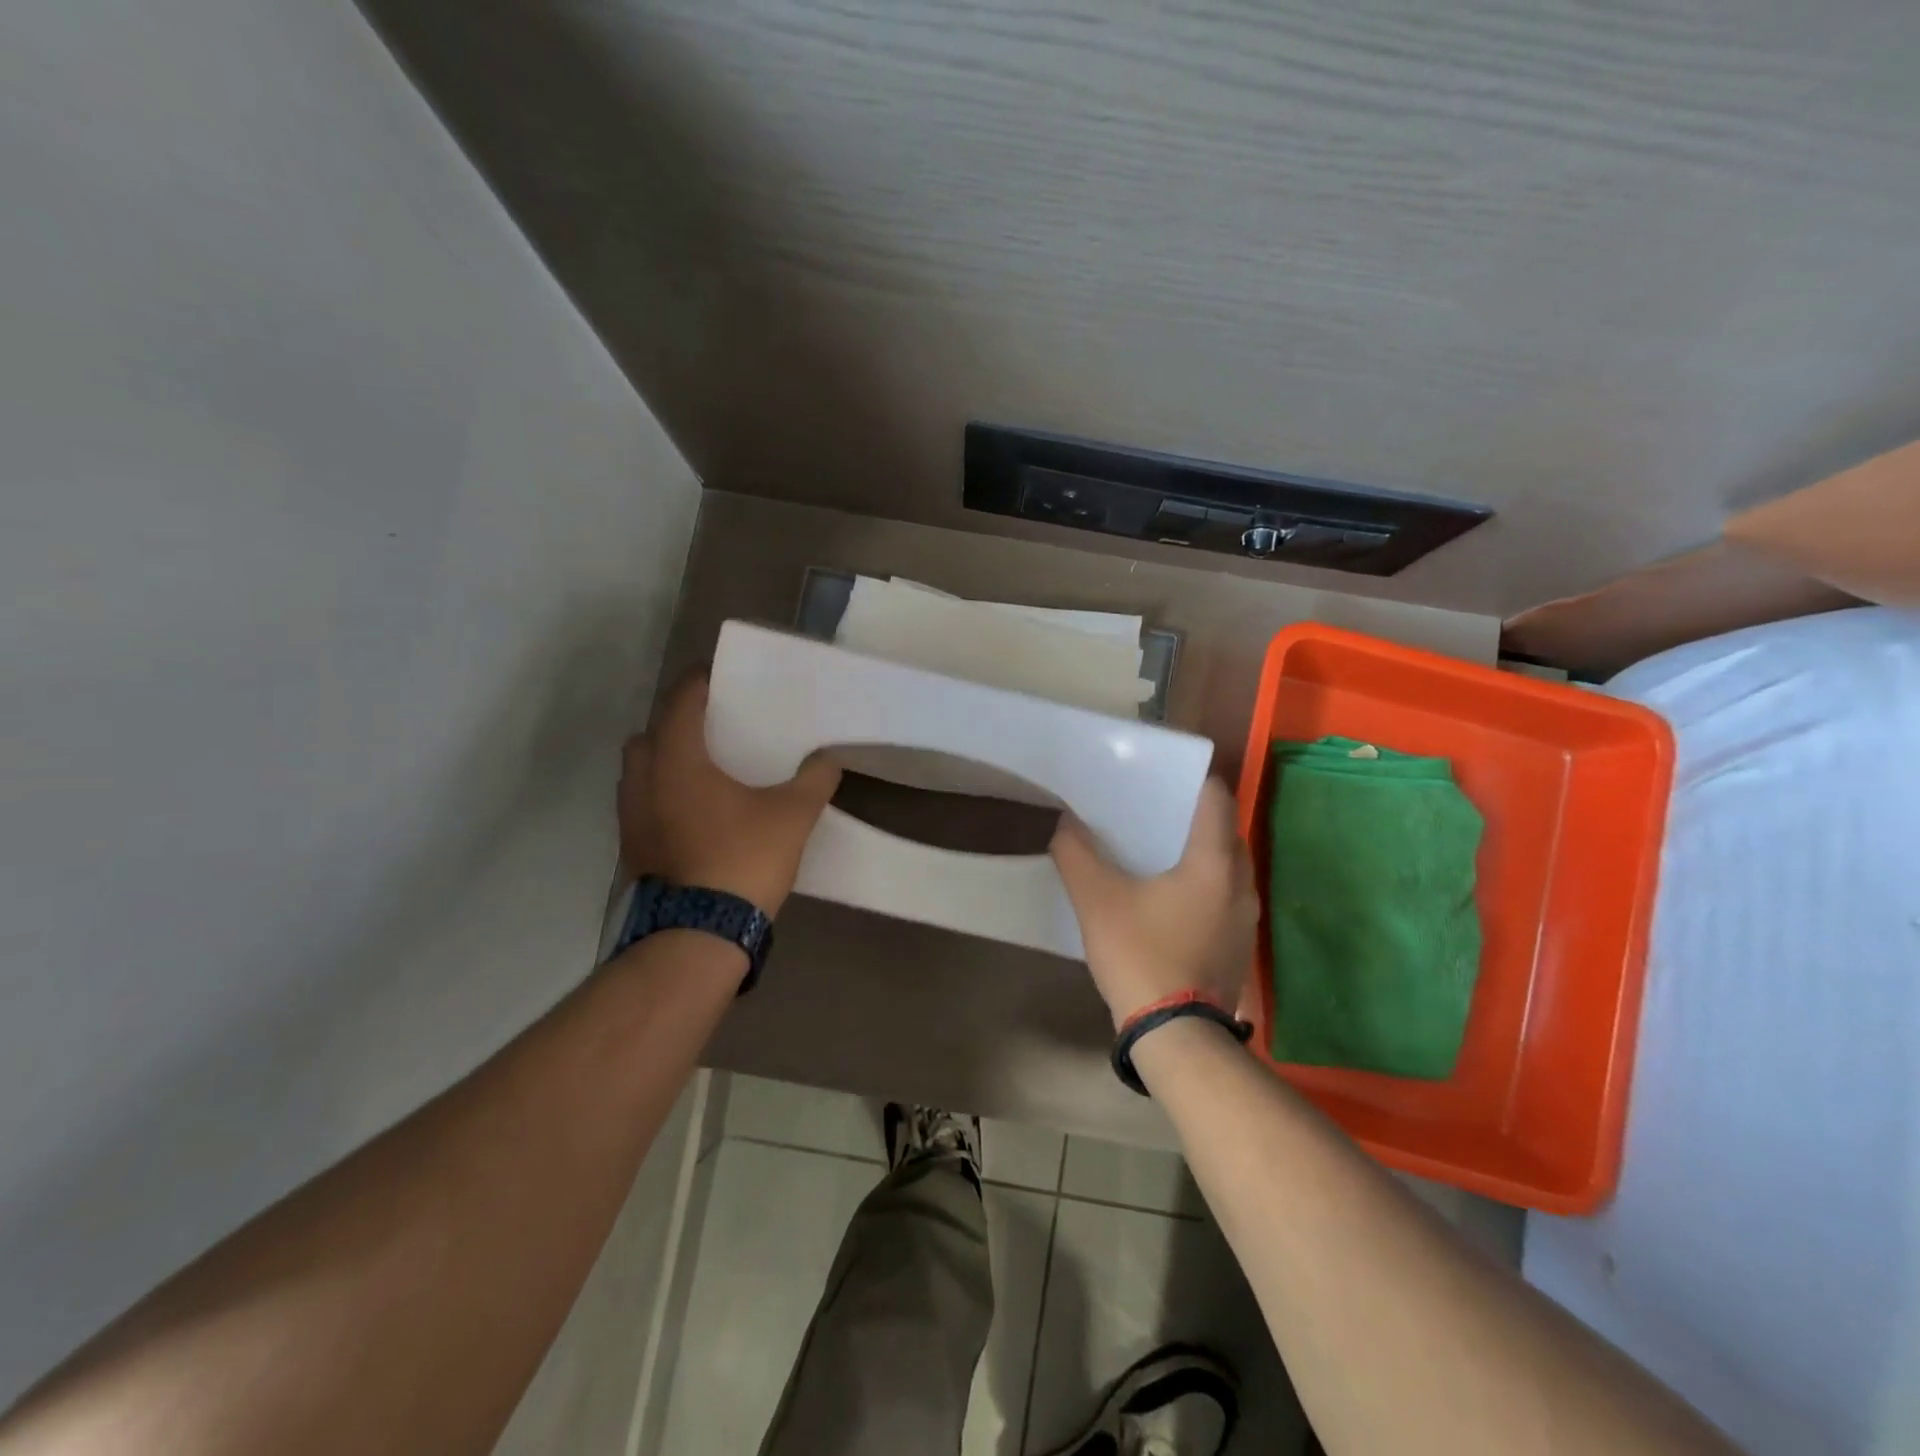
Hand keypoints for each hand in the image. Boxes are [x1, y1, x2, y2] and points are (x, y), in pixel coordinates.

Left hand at [618, 673, 841, 915]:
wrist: (698, 935)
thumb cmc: (743, 859)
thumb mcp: (793, 815)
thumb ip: (814, 780)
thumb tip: (829, 758)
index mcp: (677, 759)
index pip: (681, 700)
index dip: (700, 681)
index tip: (722, 675)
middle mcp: (643, 780)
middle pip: (650, 733)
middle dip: (676, 724)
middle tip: (714, 728)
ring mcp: (631, 817)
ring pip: (640, 772)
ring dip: (665, 762)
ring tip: (705, 770)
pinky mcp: (632, 848)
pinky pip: (643, 804)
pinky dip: (663, 796)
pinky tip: (697, 812)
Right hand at [1050, 777, 1258, 1027]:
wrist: (1176, 1036)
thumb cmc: (1141, 955)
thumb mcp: (1097, 901)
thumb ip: (1077, 854)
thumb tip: (1066, 822)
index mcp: (1214, 863)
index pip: (1217, 799)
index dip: (1192, 781)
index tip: (1162, 778)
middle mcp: (1241, 884)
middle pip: (1226, 831)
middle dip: (1194, 817)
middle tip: (1154, 812)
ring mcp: (1246, 919)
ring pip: (1228, 867)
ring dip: (1200, 854)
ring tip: (1159, 851)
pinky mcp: (1239, 946)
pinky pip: (1225, 896)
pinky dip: (1204, 885)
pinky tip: (1170, 898)